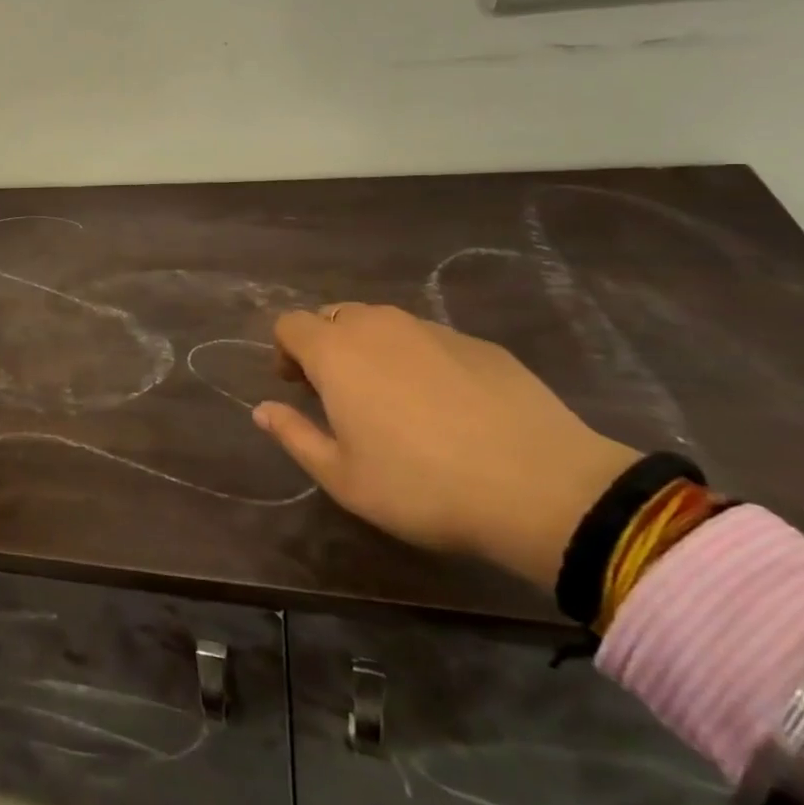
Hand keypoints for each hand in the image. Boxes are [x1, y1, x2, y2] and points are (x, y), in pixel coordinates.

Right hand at [253, 304, 639, 588]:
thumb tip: (262, 409)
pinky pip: (428, 339)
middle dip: (326, 346)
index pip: (289, 324)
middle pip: (334, 316)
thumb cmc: (422, 485)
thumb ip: (294, 435)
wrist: (542, 487)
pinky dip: (418, 359)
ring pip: (382, 324)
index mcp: (336, 352)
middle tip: (339, 394)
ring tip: (392, 399)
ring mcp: (431, 329)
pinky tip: (446, 405)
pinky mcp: (478, 343)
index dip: (284, 351)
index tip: (297, 387)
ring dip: (371, 349)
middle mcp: (378, 326)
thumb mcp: (343, 477)